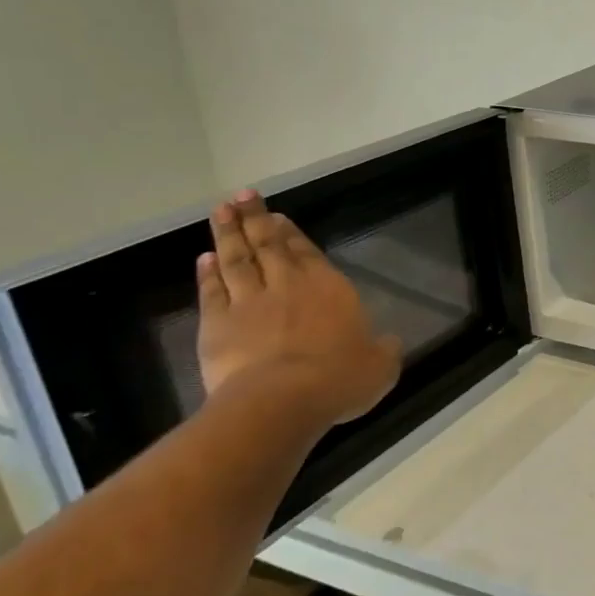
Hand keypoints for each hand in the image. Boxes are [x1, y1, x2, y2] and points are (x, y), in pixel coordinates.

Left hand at [196, 190, 402, 427]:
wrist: (282, 400)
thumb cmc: (339, 378)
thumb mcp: (380, 366)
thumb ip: (383, 349)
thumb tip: (389, 343)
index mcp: (329, 288)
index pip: (307, 253)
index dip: (292, 233)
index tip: (278, 215)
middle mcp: (289, 286)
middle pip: (268, 245)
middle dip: (256, 218)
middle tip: (242, 195)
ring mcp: (249, 303)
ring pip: (237, 260)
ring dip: (228, 234)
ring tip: (220, 211)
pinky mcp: (217, 325)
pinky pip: (212, 292)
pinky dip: (207, 274)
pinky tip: (204, 258)